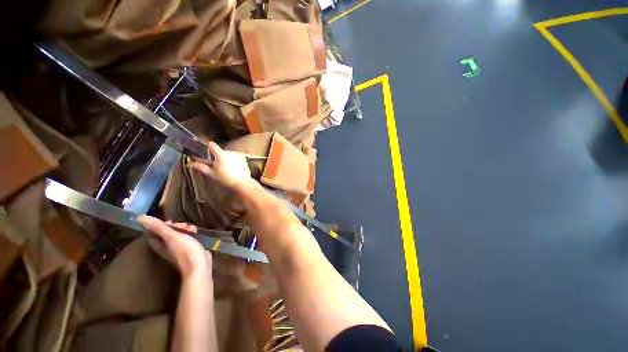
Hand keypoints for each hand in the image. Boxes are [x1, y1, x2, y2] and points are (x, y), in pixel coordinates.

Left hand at [138, 216, 210, 277]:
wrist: (199, 265)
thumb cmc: (185, 250)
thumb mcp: (172, 236)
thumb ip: (158, 227)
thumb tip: (138, 217)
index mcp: (159, 245)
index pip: (153, 232)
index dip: (160, 225)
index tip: (171, 221)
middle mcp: (166, 247)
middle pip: (167, 233)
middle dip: (176, 226)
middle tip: (185, 226)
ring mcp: (178, 249)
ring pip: (178, 235)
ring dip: (185, 229)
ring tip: (193, 229)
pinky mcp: (188, 250)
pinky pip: (187, 239)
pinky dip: (190, 234)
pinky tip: (197, 233)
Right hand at [189, 141, 252, 190]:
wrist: (242, 183)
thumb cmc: (225, 178)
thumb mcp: (212, 173)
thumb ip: (201, 167)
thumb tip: (189, 164)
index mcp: (221, 154)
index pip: (212, 145)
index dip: (208, 147)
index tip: (207, 152)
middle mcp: (230, 152)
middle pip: (221, 151)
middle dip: (218, 156)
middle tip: (217, 166)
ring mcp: (238, 154)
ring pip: (229, 154)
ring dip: (227, 158)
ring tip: (227, 169)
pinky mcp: (244, 158)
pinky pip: (236, 157)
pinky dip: (234, 160)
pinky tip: (234, 168)